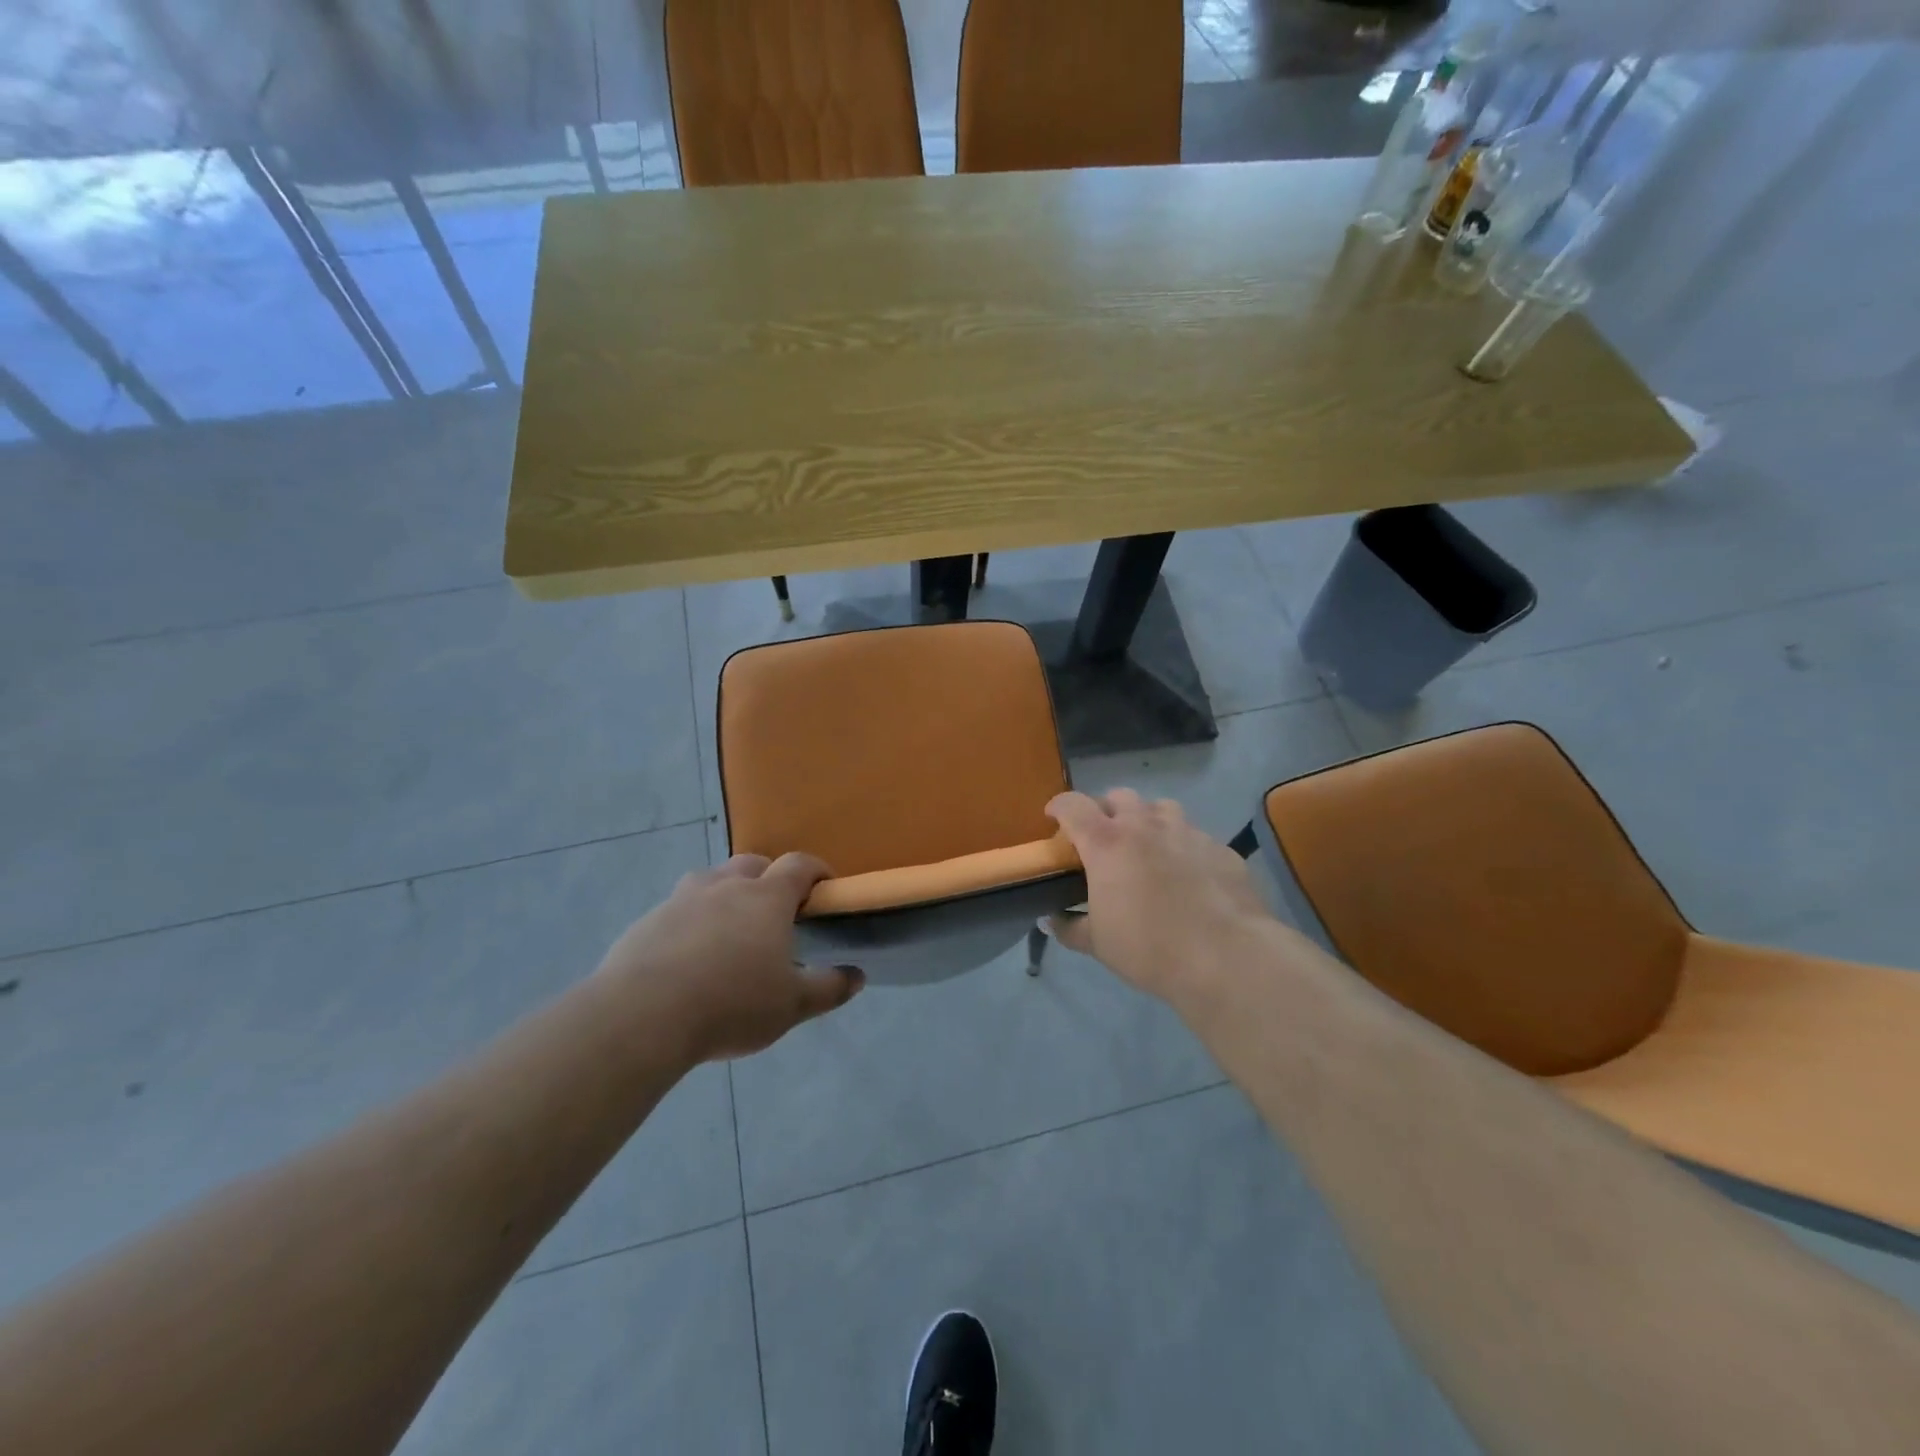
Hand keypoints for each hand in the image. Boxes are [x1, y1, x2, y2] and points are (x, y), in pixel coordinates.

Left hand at [596, 852, 863, 1062]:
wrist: (642, 1016)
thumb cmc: (732, 1003)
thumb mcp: (792, 1005)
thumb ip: (828, 988)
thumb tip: (856, 976)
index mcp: (766, 897)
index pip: (799, 865)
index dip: (816, 871)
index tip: (825, 888)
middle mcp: (725, 886)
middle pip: (752, 864)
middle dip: (768, 878)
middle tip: (775, 913)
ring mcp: (682, 900)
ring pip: (710, 880)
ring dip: (725, 894)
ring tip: (729, 931)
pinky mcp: (647, 921)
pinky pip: (677, 910)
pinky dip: (690, 922)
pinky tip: (687, 958)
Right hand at [1046, 789, 1275, 1005]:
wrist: (1226, 957)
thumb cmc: (1149, 948)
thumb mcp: (1098, 944)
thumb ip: (1070, 927)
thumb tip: (1052, 921)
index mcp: (1107, 843)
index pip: (1073, 806)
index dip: (1059, 806)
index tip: (1053, 817)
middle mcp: (1145, 826)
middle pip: (1119, 797)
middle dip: (1106, 810)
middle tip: (1104, 839)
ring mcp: (1187, 832)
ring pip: (1161, 808)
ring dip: (1147, 820)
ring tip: (1147, 848)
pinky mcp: (1220, 848)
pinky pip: (1194, 836)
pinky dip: (1182, 846)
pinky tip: (1188, 875)